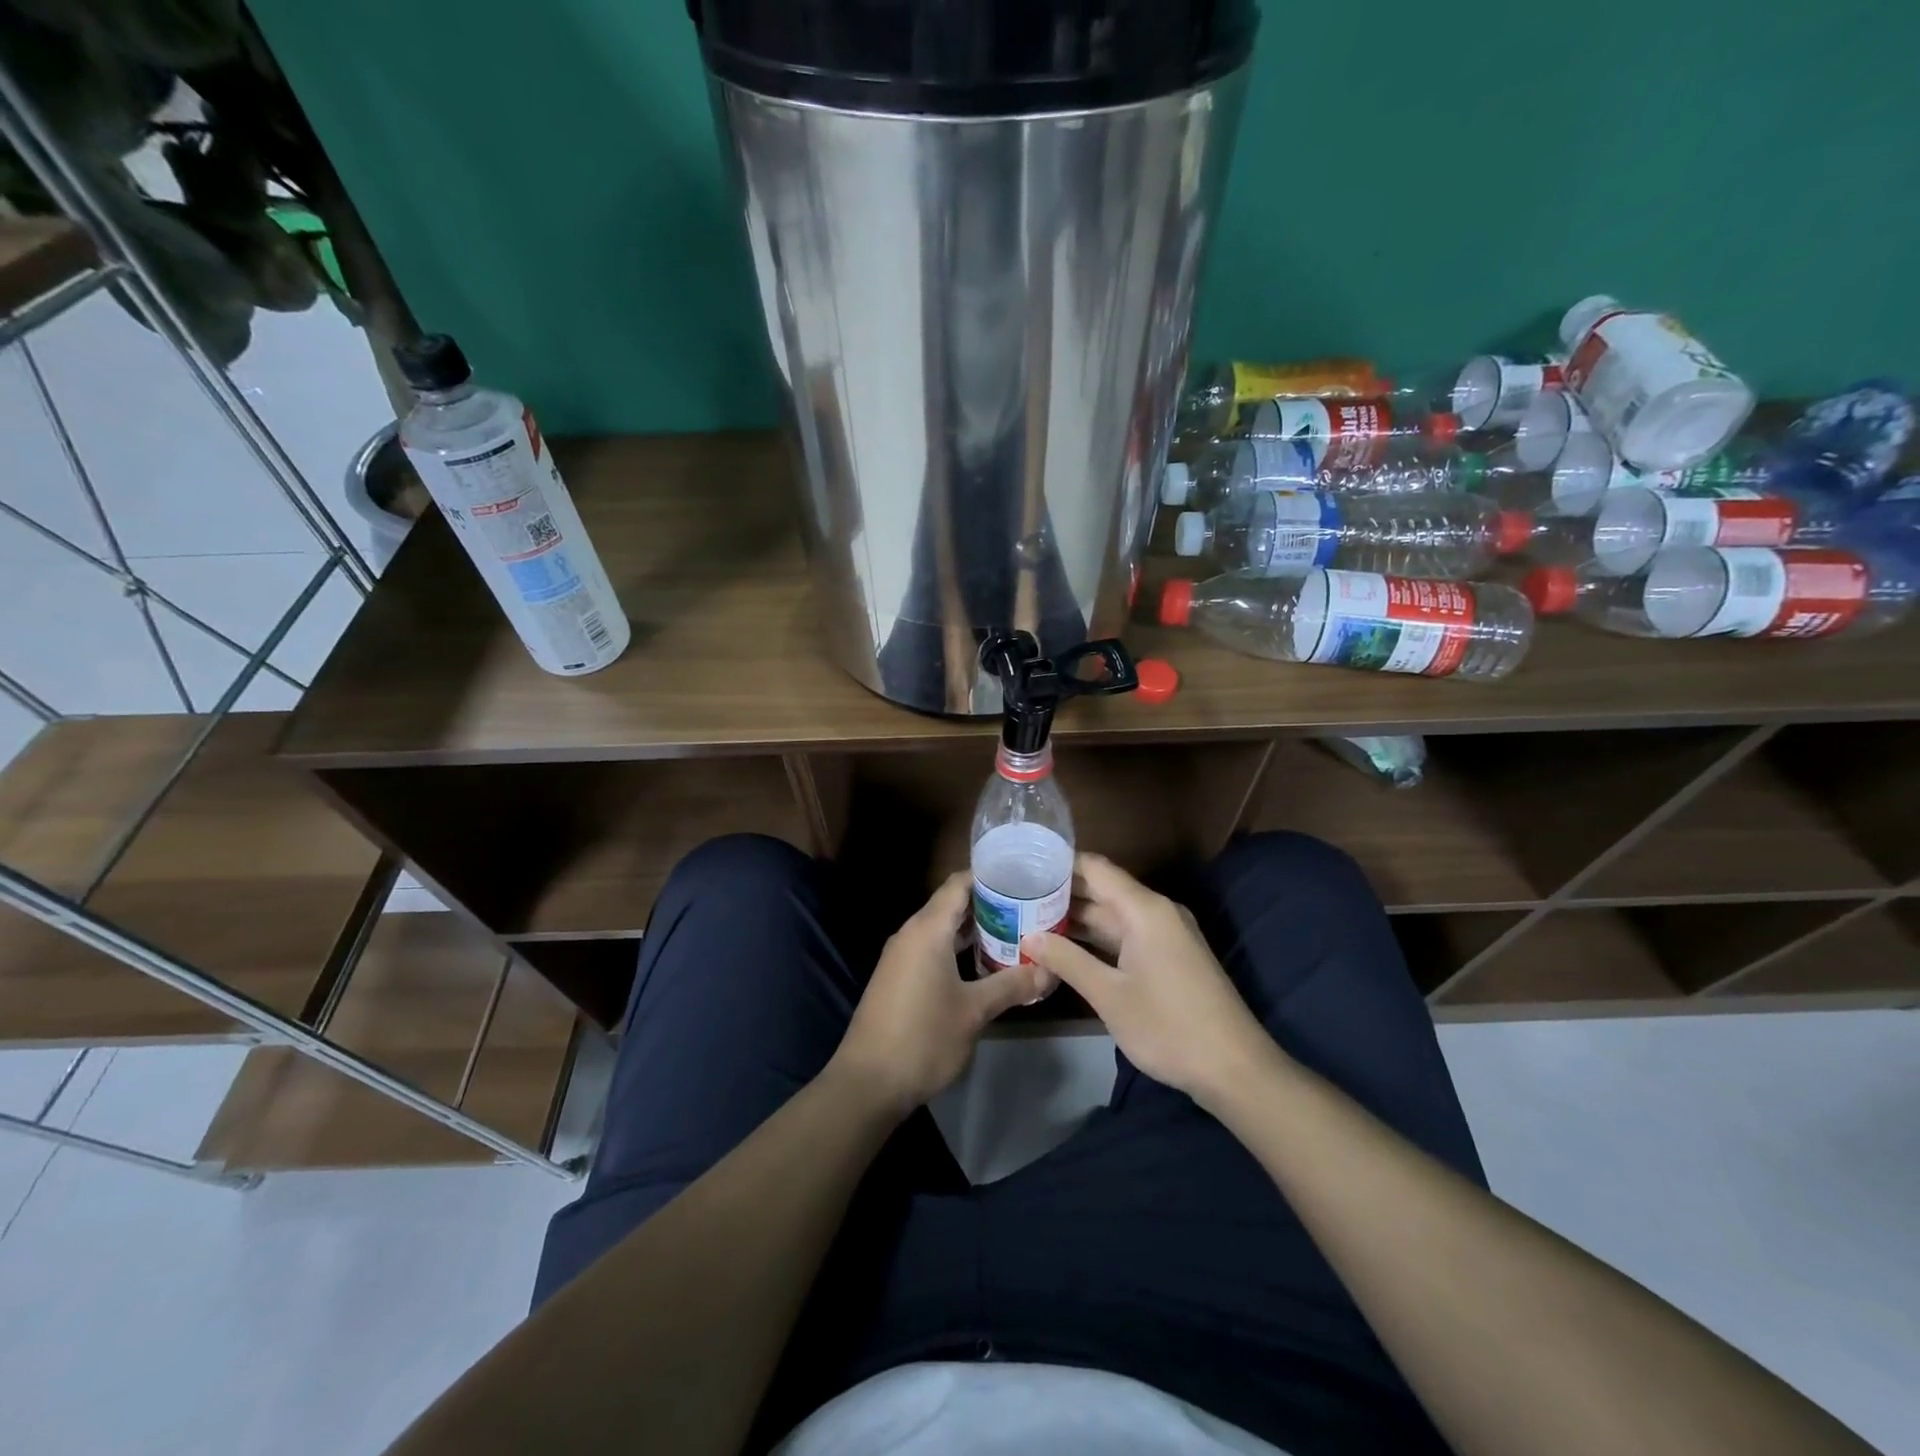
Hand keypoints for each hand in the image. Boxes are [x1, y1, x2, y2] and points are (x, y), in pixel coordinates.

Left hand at [831, 872, 1045, 1115]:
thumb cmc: (923, 1037)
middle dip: (990, 905)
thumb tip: (1049, 971)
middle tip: (1030, 908)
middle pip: (953, 904)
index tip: (1024, 877)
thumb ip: (1012, 985)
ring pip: (943, 929)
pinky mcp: (898, 977)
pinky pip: (932, 949)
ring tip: (1016, 933)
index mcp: (927, 929)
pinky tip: (984, 965)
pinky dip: (958, 949)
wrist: (868, 1082)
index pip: (960, 884)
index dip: (991, 876)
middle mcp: (911, 933)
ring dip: (975, 930)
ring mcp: (901, 956)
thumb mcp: (974, 1011)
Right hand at [1021, 853, 1276, 1106]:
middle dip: (1061, 894)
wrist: (1235, 1069)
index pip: (1095, 868)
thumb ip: (1067, 961)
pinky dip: (1096, 939)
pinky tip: (1066, 948)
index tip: (1022, 867)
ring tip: (1030, 920)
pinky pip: (1126, 936)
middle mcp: (1157, 912)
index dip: (1060, 864)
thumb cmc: (1169, 1027)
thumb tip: (1028, 937)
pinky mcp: (1169, 957)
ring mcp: (1165, 935)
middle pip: (1103, 890)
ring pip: (1113, 916)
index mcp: (1145, 909)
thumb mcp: (1109, 995)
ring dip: (1077, 919)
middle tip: (1016, 898)